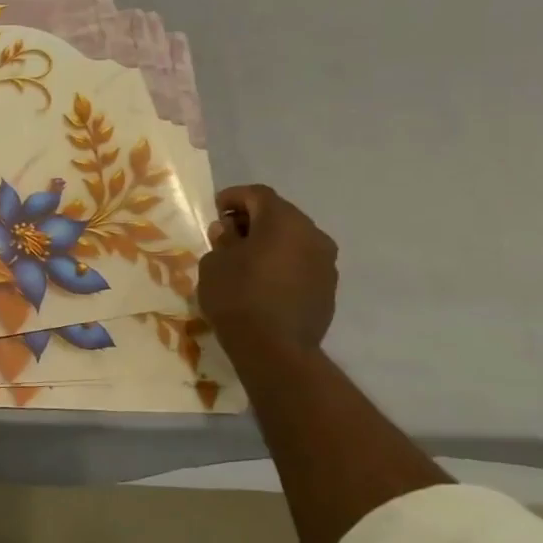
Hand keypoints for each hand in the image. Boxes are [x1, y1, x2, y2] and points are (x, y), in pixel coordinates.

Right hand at [197, 184, 337, 354]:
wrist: (274, 348)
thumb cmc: (237, 296)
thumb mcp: (214, 262)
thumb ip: (223, 240)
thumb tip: (230, 232)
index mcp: (284, 221)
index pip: (258, 194)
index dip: (233, 197)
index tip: (214, 210)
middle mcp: (312, 234)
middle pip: (280, 214)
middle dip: (252, 219)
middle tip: (227, 234)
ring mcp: (326, 262)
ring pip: (294, 239)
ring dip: (270, 242)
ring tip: (245, 259)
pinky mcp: (328, 287)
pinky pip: (302, 262)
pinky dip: (282, 262)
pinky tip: (263, 280)